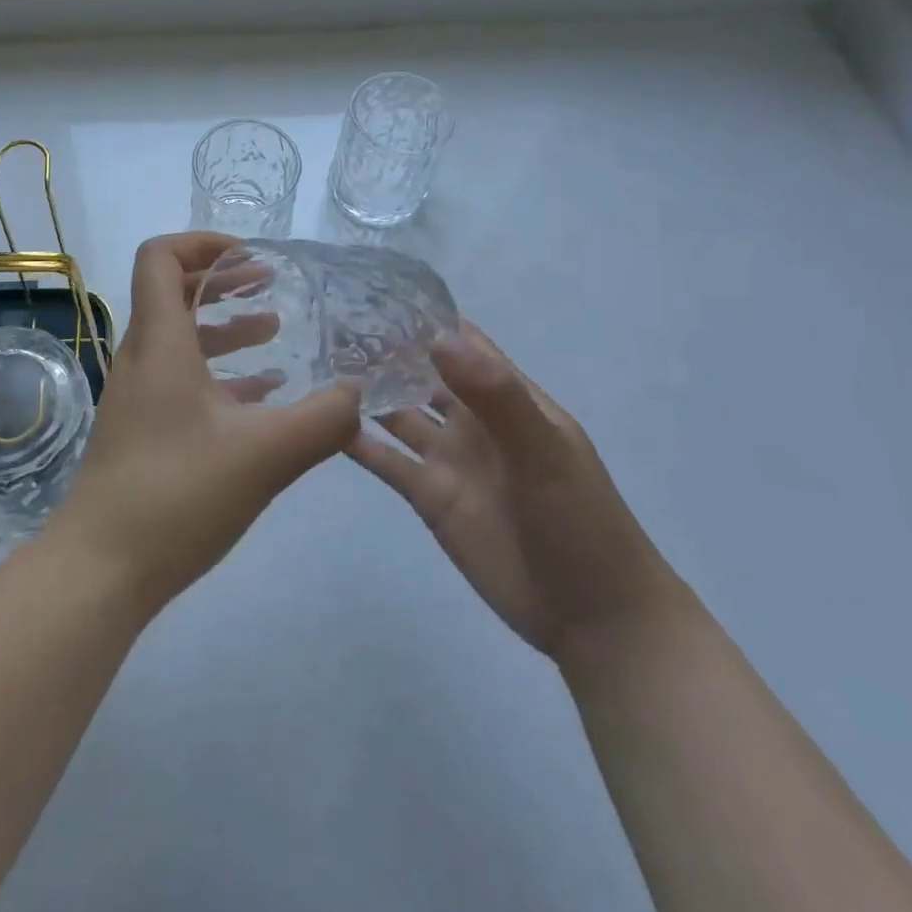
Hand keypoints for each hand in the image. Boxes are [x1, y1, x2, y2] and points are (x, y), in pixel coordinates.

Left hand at [47, 233, 360, 611]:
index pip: (161, 258)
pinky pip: (181, 380)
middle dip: (222, 281)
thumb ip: (322, 421)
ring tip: (274, 332)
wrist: (101, 568)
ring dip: (224, 327)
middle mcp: (142, 358)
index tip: (249, 256)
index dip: (202, 243)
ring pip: (180, 339)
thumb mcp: (265, 454)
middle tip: (268, 283)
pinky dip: (219, 373)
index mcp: (160, 342)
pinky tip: (261, 396)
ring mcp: (138, 396)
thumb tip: (358, 394)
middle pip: (172, 293)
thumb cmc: (177, 494)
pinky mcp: (142, 430)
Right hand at [348, 323, 682, 660]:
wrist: (593, 618)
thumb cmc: (581, 522)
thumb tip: (438, 337)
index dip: (426, 318)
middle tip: (331, 325)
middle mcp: (473, 421)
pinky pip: (387, 461)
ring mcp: (448, 459)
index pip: (463, 343)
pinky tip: (323, 424)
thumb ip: (494, 395)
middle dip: (385, 351)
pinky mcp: (428, 497)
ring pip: (398, 413)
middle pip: (422, 374)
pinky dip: (357, 443)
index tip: (376, 293)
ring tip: (318, 365)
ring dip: (366, 392)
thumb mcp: (544, 451)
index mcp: (507, 398)